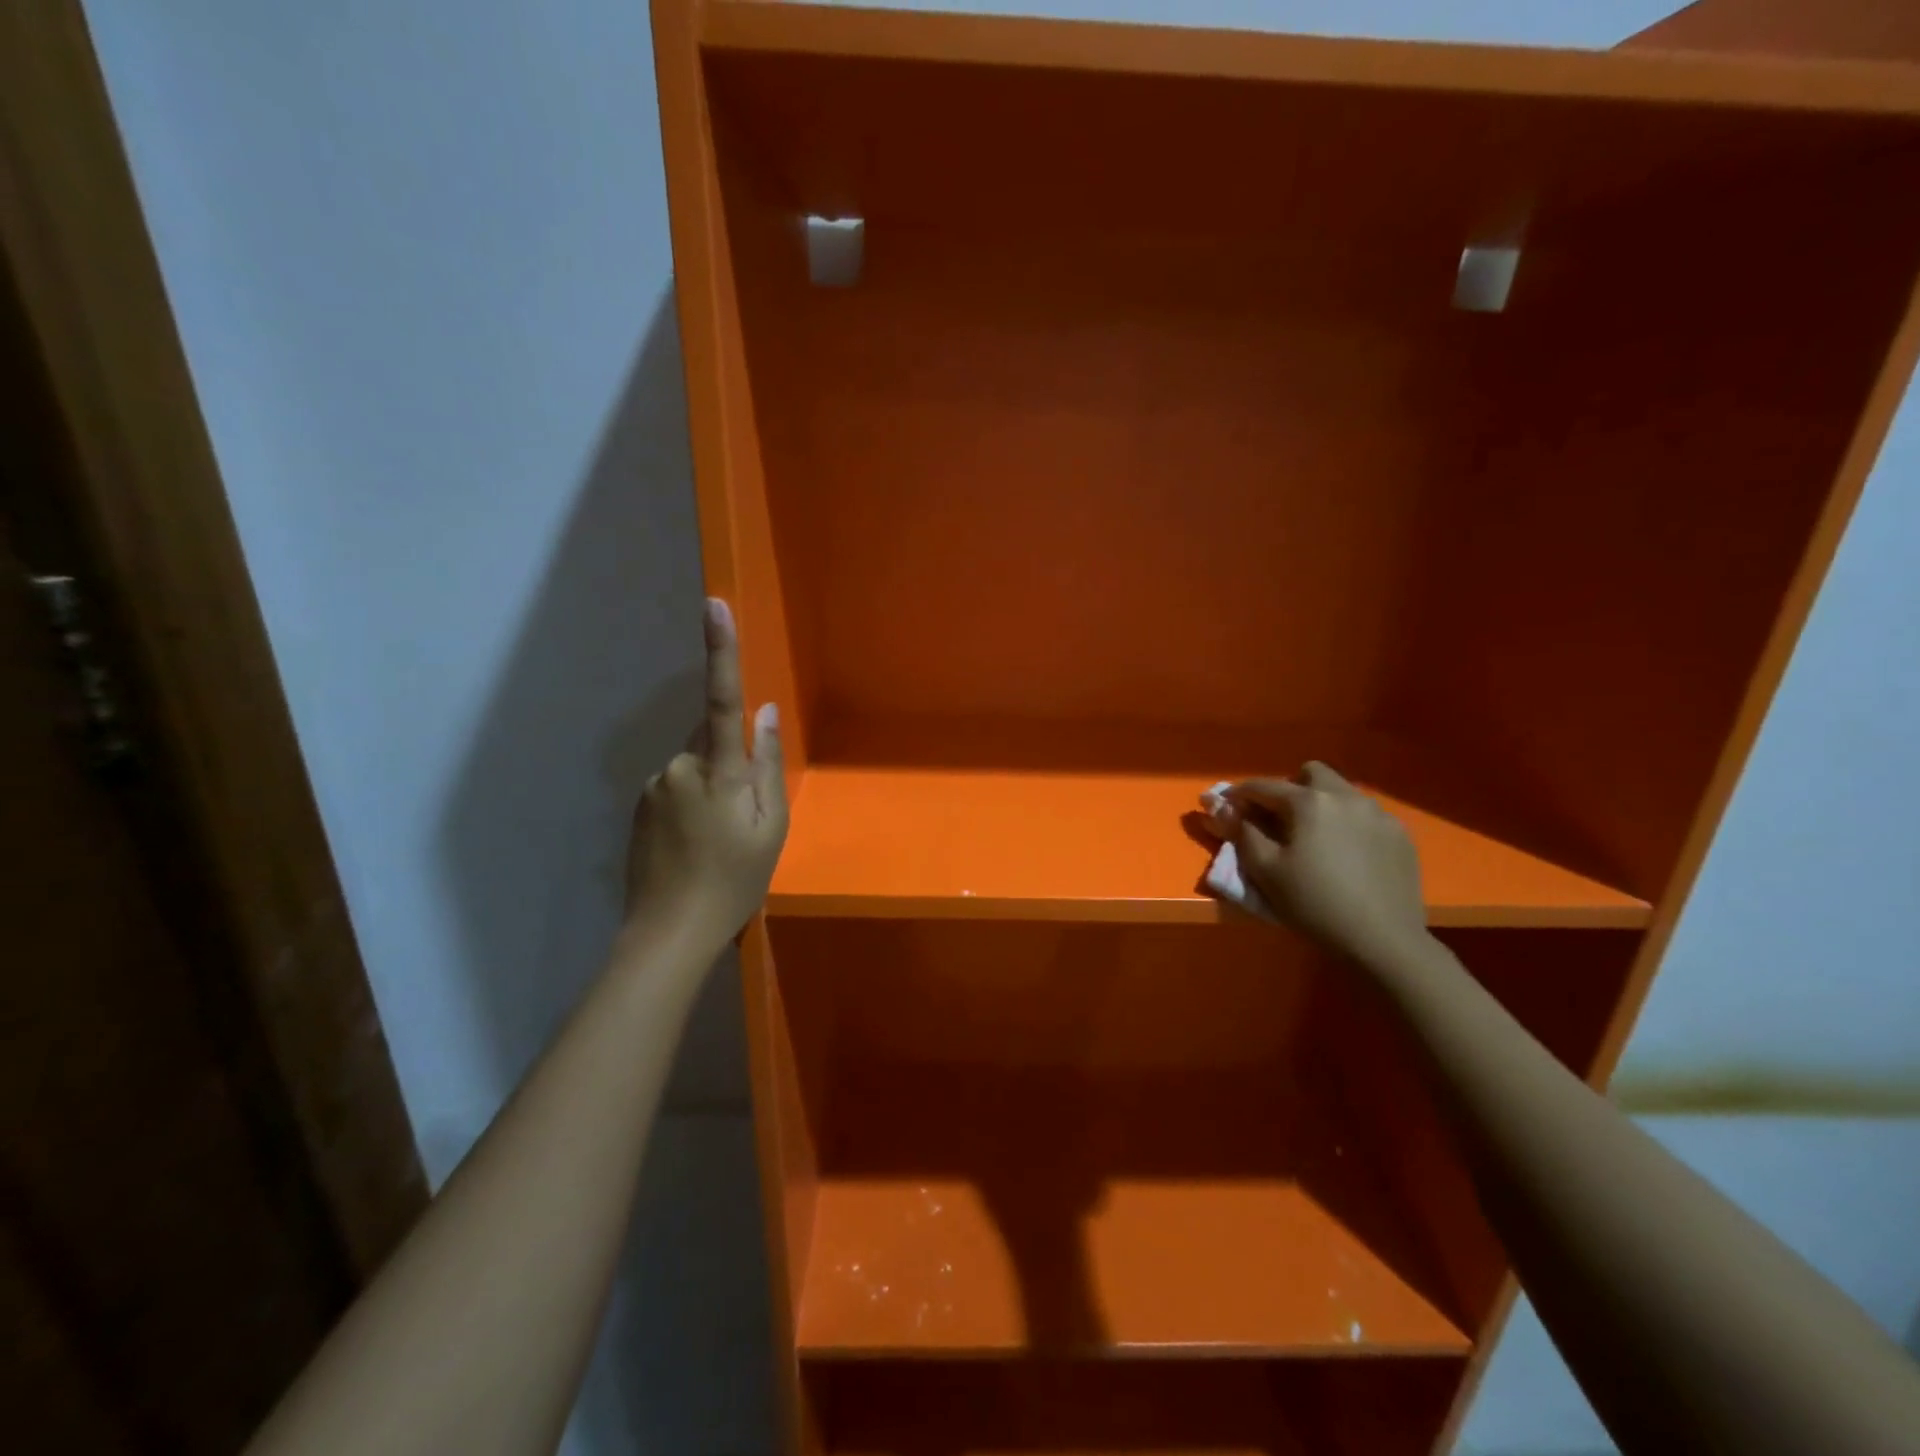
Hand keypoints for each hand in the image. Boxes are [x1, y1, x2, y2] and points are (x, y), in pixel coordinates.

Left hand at [624, 598, 787, 942]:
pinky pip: (675, 786)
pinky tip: (697, 844)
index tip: (713, 604)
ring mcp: (653, 787)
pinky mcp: (639, 806)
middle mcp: (678, 767)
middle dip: (731, 759)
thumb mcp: (770, 828)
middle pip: (711, 738)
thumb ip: (768, 766)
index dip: (721, 651)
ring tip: (719, 839)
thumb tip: (764, 713)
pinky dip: (692, 802)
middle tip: (744, 815)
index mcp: (719, 772)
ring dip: (711, 785)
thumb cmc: (734, 882)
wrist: (668, 934)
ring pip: (694, 766)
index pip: (723, 700)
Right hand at [1211, 761, 1428, 965]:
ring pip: (1342, 792)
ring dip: (1321, 805)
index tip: (1226, 806)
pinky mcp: (1400, 835)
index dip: (1239, 794)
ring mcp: (1378, 814)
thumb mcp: (1266, 871)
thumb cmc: (1315, 904)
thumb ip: (1241, 832)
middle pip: (1311, 773)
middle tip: (1280, 820)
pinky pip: (1366, 815)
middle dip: (1290, 788)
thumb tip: (1220, 806)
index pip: (1263, 786)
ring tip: (1315, 839)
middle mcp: (1345, 796)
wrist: (1384, 941)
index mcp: (1309, 802)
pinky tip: (1347, 855)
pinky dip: (1348, 824)